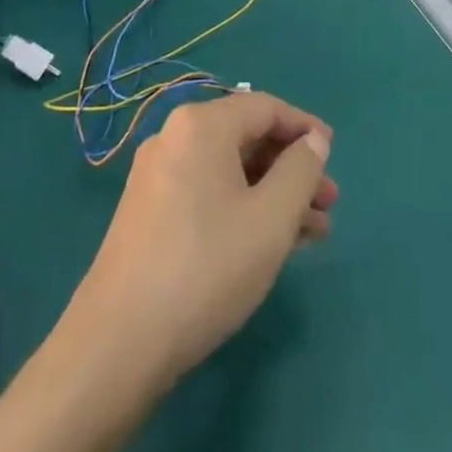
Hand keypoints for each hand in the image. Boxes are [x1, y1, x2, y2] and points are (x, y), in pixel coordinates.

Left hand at [66, 93, 338, 390]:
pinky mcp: (148, 212)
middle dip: (292, 168)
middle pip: (247, 138)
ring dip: (272, 193)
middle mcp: (175, 137)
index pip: (265, 107)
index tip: (333, 154)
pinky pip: (208, 192)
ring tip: (312, 232)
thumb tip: (313, 142)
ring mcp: (157, 175)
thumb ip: (301, 171)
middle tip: (328, 202)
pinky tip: (269, 243)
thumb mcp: (272, 218)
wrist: (118, 343)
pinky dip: (243, 207)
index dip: (305, 128)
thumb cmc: (207, 267)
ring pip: (229, 171)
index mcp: (202, 125)